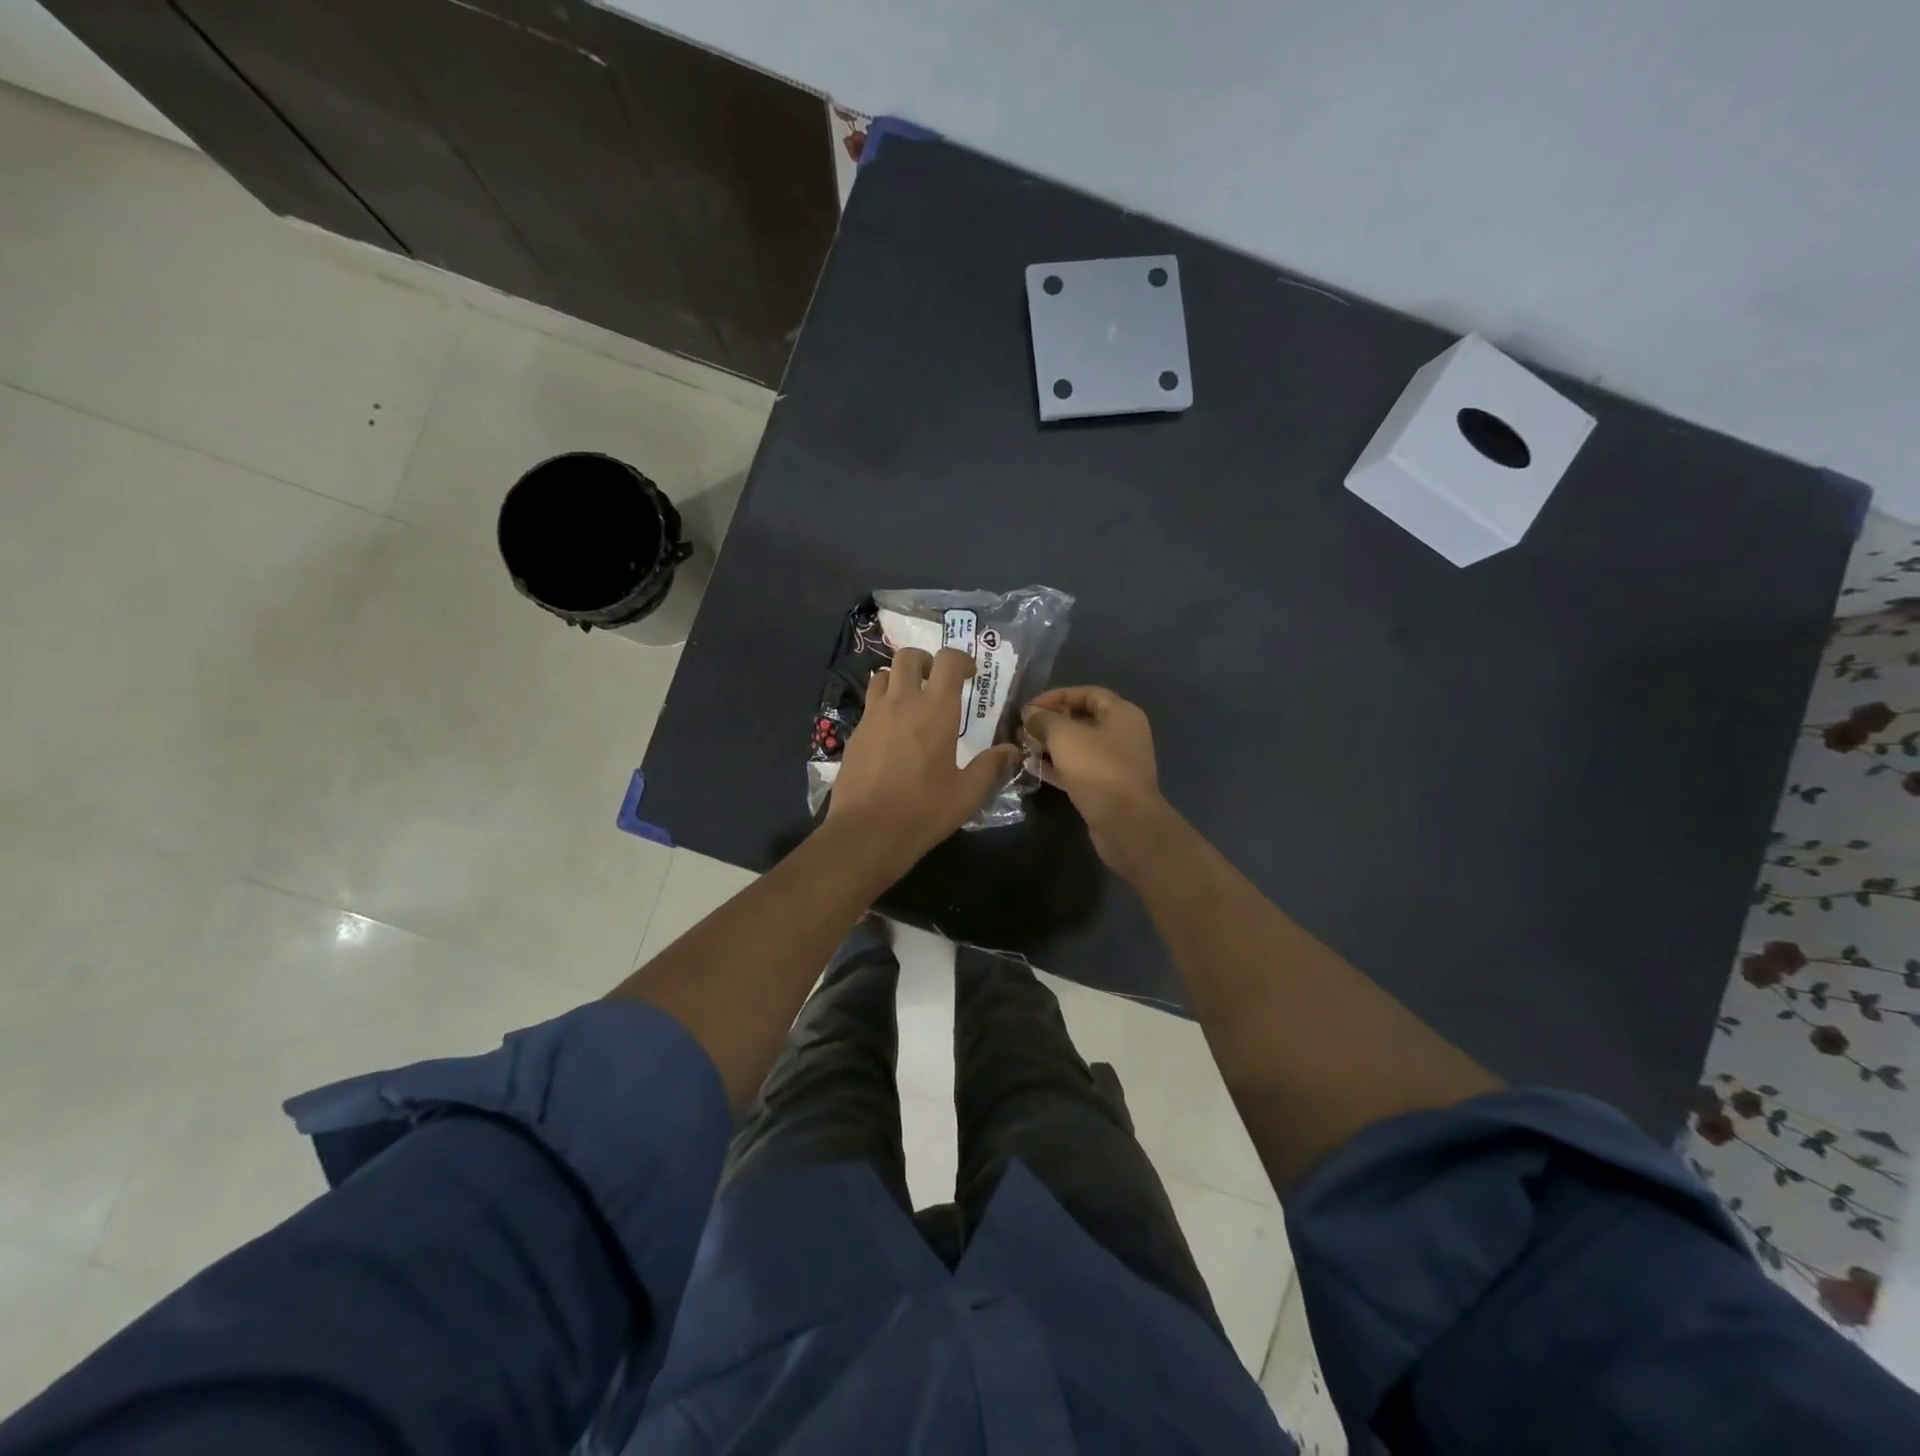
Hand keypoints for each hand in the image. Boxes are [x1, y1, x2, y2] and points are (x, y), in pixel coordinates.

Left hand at [826, 647, 1022, 872]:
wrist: (866, 832)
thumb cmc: (923, 811)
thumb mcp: (967, 794)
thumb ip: (990, 766)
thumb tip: (1012, 750)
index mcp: (935, 711)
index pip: (947, 661)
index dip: (961, 659)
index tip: (970, 675)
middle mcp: (902, 703)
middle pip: (908, 656)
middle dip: (926, 661)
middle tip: (937, 682)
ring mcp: (873, 715)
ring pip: (882, 675)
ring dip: (899, 679)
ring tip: (911, 702)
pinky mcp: (855, 733)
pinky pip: (869, 703)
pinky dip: (883, 704)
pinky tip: (892, 732)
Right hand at [1020, 686, 1167, 869]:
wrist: (1125, 823)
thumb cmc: (1098, 769)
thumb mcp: (1065, 737)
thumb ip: (1044, 720)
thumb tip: (1029, 713)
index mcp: (1121, 714)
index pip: (1086, 693)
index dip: (1056, 696)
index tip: (1029, 707)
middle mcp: (1122, 734)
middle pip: (1081, 720)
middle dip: (1050, 723)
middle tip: (1022, 730)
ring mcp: (1115, 762)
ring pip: (1078, 747)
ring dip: (1050, 746)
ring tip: (1023, 748)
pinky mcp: (1106, 787)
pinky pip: (1078, 769)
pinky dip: (1057, 767)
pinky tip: (1032, 768)